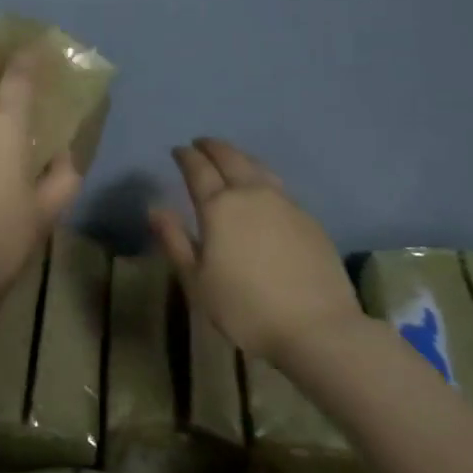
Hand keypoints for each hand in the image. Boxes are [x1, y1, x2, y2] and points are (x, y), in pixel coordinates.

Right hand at [148, 137, 362, 364]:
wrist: (318, 328)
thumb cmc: (245, 308)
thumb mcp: (196, 281)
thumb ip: (175, 240)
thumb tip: (155, 208)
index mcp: (219, 207)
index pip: (198, 169)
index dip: (185, 156)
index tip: (177, 150)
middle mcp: (251, 194)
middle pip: (230, 158)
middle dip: (212, 147)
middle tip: (200, 144)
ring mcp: (285, 204)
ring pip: (258, 166)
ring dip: (239, 156)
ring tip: (229, 157)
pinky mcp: (308, 219)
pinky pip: (278, 185)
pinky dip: (261, 176)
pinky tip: (260, 189)